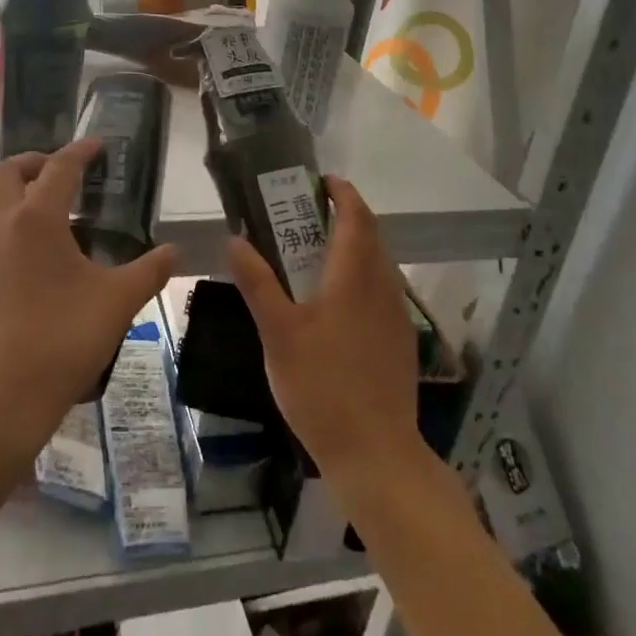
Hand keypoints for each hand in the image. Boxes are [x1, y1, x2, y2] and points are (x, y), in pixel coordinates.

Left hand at [0, 139, 176, 468]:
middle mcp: (0, 227)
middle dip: (37, 163)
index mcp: (35, 220)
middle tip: (68, 174)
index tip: (99, 146)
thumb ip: (149, 271)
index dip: (81, 151)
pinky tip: (46, 265)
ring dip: (24, 198)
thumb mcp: (117, 303)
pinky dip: (17, 231)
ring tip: (64, 220)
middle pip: (8, 174)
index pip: (59, 167)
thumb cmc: (60, 341)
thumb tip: (173, 252)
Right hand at [225, 176, 422, 485]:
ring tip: (316, 252)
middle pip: (371, 236)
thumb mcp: (278, 334)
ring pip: (379, 264)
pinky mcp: (400, 341)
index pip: (356, 217)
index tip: (319, 181)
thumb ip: (257, 284)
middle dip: (345, 216)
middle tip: (307, 213)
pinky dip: (361, 275)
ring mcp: (396, 316)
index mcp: (355, 277)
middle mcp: (382, 288)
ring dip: (354, 246)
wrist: (376, 454)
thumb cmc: (322, 387)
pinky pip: (382, 290)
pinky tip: (336, 301)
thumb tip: (235, 240)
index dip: (342, 193)